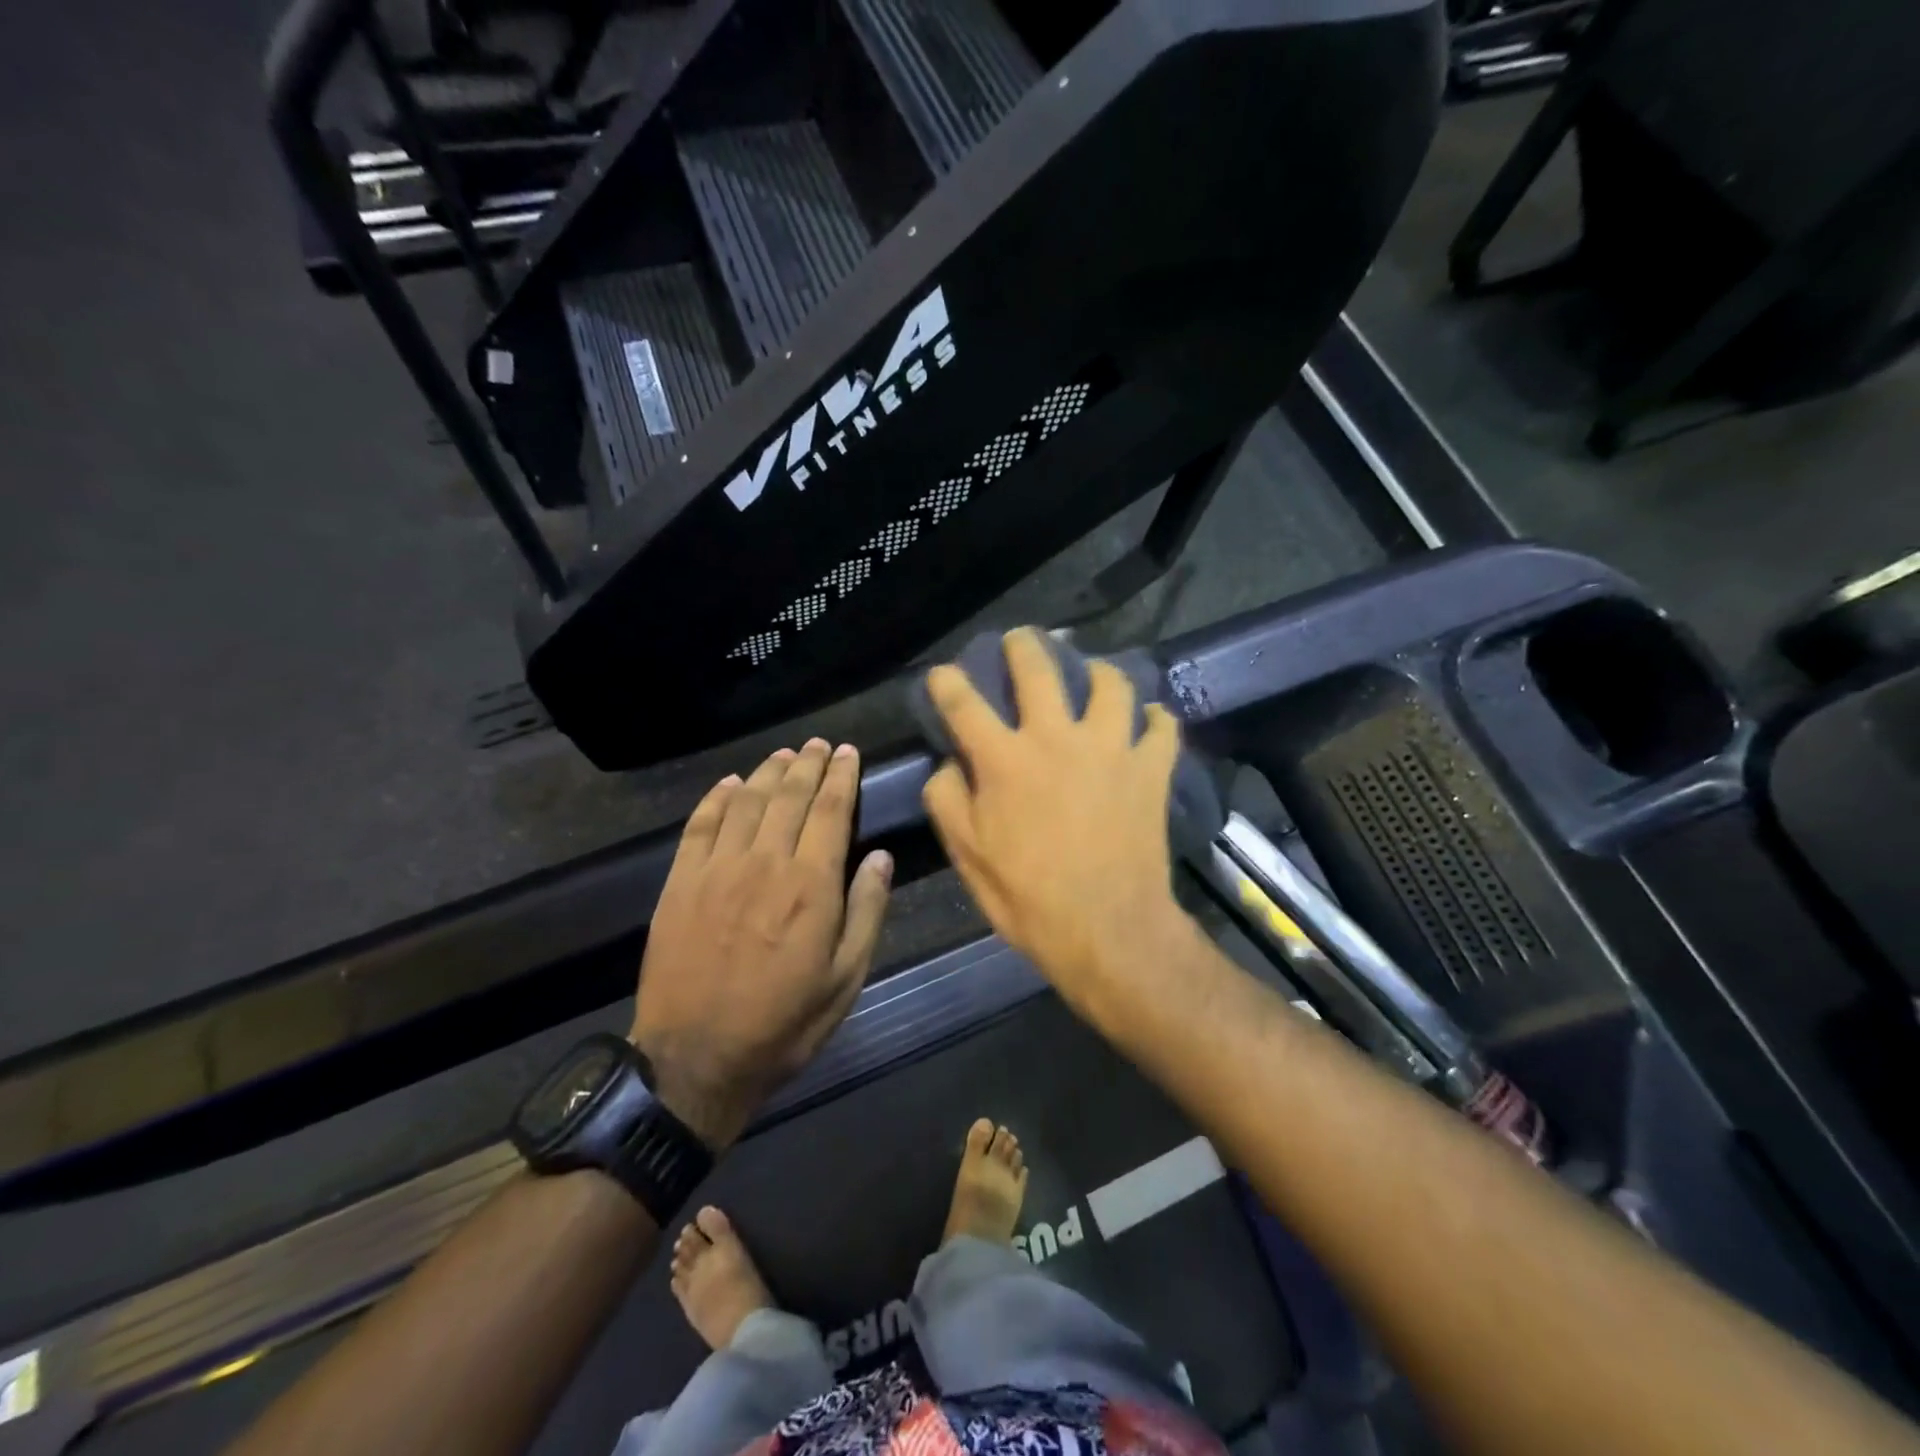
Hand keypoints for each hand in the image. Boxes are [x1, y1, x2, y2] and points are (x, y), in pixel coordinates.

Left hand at [632, 740, 892, 1148]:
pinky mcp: (679, 883)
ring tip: (785, 754)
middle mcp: (764, 863)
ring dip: (768, 771)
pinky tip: (730, 783)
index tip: (849, 752)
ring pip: (746, 801)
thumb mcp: (845, 979)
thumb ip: (866, 912)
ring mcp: (716, 870)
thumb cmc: (783, 1024)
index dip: (842, 776)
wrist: (695, 1060)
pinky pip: (700, 825)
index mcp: (810, 885)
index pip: (831, 810)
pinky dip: (717, 797)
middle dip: (809, 763)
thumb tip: (881, 857)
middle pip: (789, 795)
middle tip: (820, 744)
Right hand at [921, 629, 1192, 1020]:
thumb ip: (947, 799)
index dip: (947, 682)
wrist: (1107, 931)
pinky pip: (1162, 727)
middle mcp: (1056, 738)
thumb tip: (949, 763)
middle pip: (1038, 668)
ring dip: (1099, 670)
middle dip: (1023, 645)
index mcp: (1005, 759)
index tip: (944, 675)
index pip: (964, 703)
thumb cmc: (1029, 897)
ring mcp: (1110, 748)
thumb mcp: (968, 855)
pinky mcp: (1150, 768)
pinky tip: (1149, 720)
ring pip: (1111, 683)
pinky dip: (1156, 719)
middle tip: (1021, 640)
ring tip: (1094, 674)